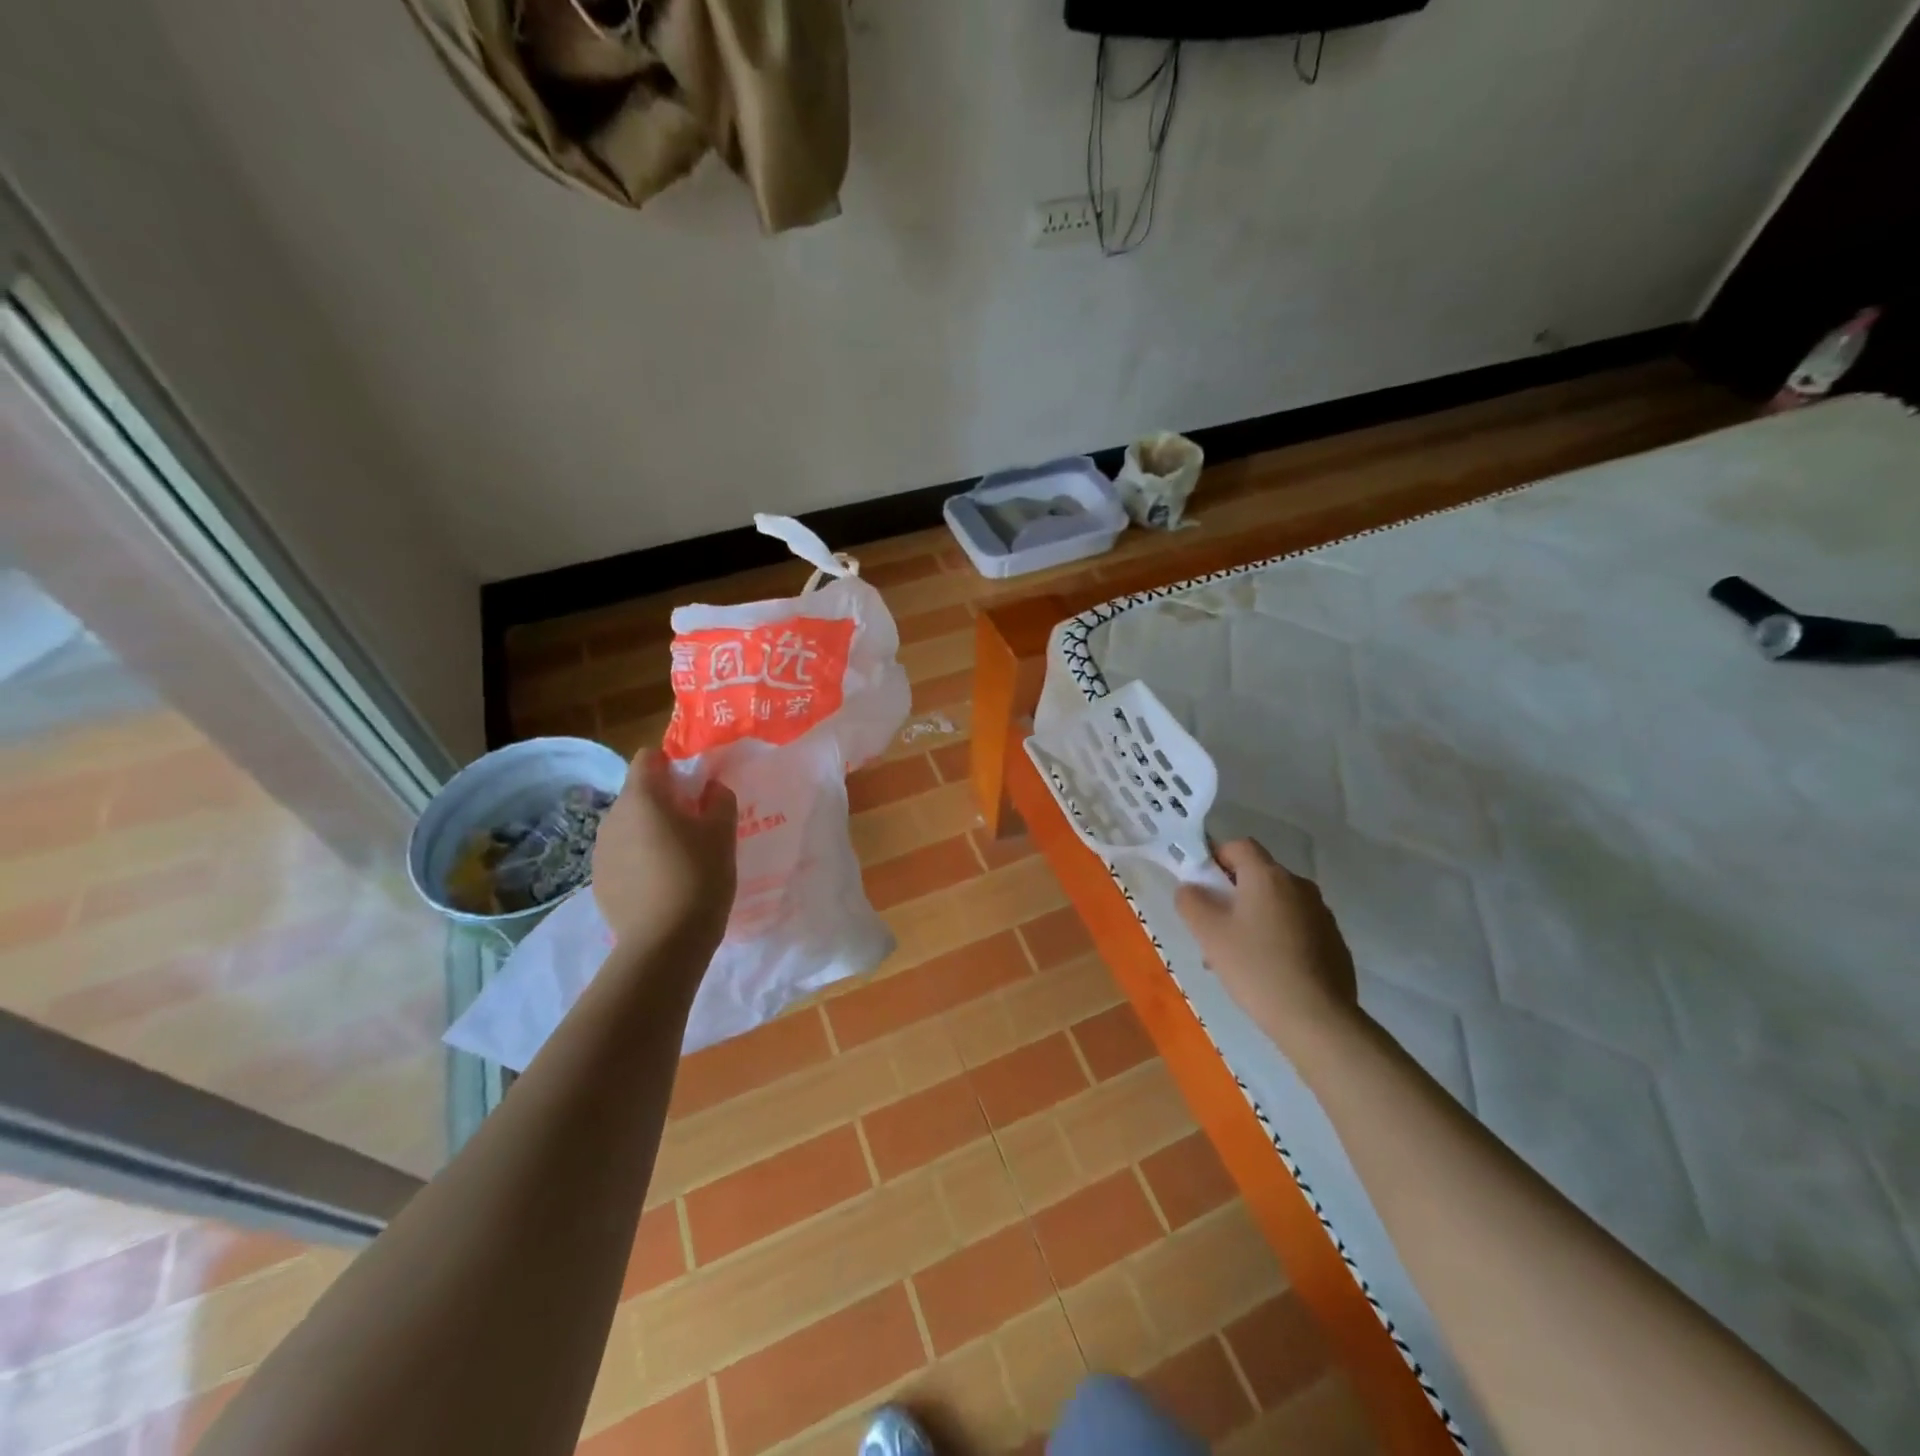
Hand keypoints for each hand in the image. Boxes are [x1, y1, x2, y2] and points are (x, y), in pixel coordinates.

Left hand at [592, 749, 737, 960]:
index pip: (648, 758)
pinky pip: (623, 857)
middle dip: (665, 802)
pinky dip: (641, 860)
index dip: (672, 765)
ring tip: (680, 859)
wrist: (665, 943)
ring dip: (651, 832)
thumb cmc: (698, 877)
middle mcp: (612, 818)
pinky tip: (662, 885)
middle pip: (638, 794)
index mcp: (641, 798)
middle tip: (696, 826)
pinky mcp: (599, 882)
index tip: (695, 786)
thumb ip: (719, 800)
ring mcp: (601, 852)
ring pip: (630, 827)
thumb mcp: (722, 834)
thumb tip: (711, 789)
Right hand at [1175, 840, 1358, 1048]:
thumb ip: (1190, 901)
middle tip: (1213, 929)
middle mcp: (1299, 886)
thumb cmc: (1256, 967)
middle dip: (1231, 895)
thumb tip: (1190, 888)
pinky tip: (1267, 972)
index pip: (1239, 846)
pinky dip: (1277, 938)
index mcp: (1268, 876)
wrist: (1317, 1019)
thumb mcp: (1208, 933)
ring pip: (1276, 904)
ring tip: (1236, 958)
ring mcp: (1321, 914)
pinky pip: (1296, 927)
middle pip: (1257, 876)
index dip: (1216, 858)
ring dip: (1253, 919)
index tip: (1202, 887)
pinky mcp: (1334, 942)